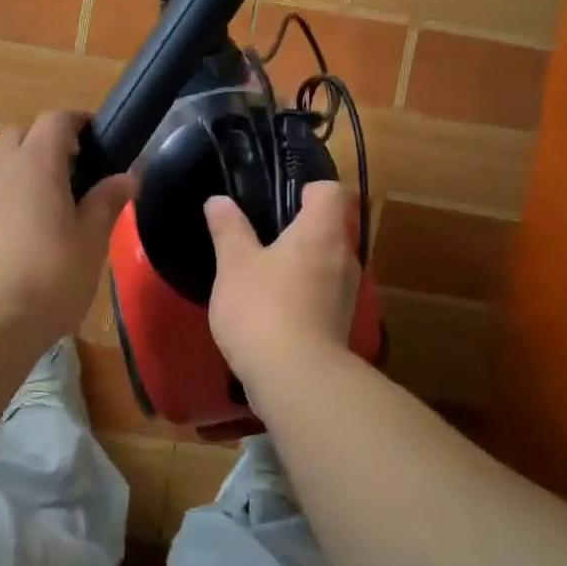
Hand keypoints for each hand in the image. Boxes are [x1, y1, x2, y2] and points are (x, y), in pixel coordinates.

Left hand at [0, 111, 134, 354]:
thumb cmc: (48, 281)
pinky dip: (0, 200)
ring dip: (21, 172)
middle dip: (47, 144)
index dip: (79, 122)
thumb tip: (127, 176)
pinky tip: (13, 239)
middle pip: (21, 135)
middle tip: (73, 177)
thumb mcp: (91, 244)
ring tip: (44, 211)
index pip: (56, 119)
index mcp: (35, 164)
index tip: (99, 140)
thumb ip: (107, 202)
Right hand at [205, 180, 360, 389]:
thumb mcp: (234, 264)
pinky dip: (303, 293)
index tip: (280, 197)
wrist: (294, 377)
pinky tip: (272, 307)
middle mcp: (344, 256)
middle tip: (262, 234)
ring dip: (301, 263)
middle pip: (331, 227)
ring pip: (327, 263)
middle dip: (300, 228)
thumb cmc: (262, 307)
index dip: (308, 188)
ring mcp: (347, 293)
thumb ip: (228, 229)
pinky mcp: (341, 324)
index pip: (330, 191)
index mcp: (321, 231)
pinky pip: (323, 294)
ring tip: (263, 271)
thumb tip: (219, 200)